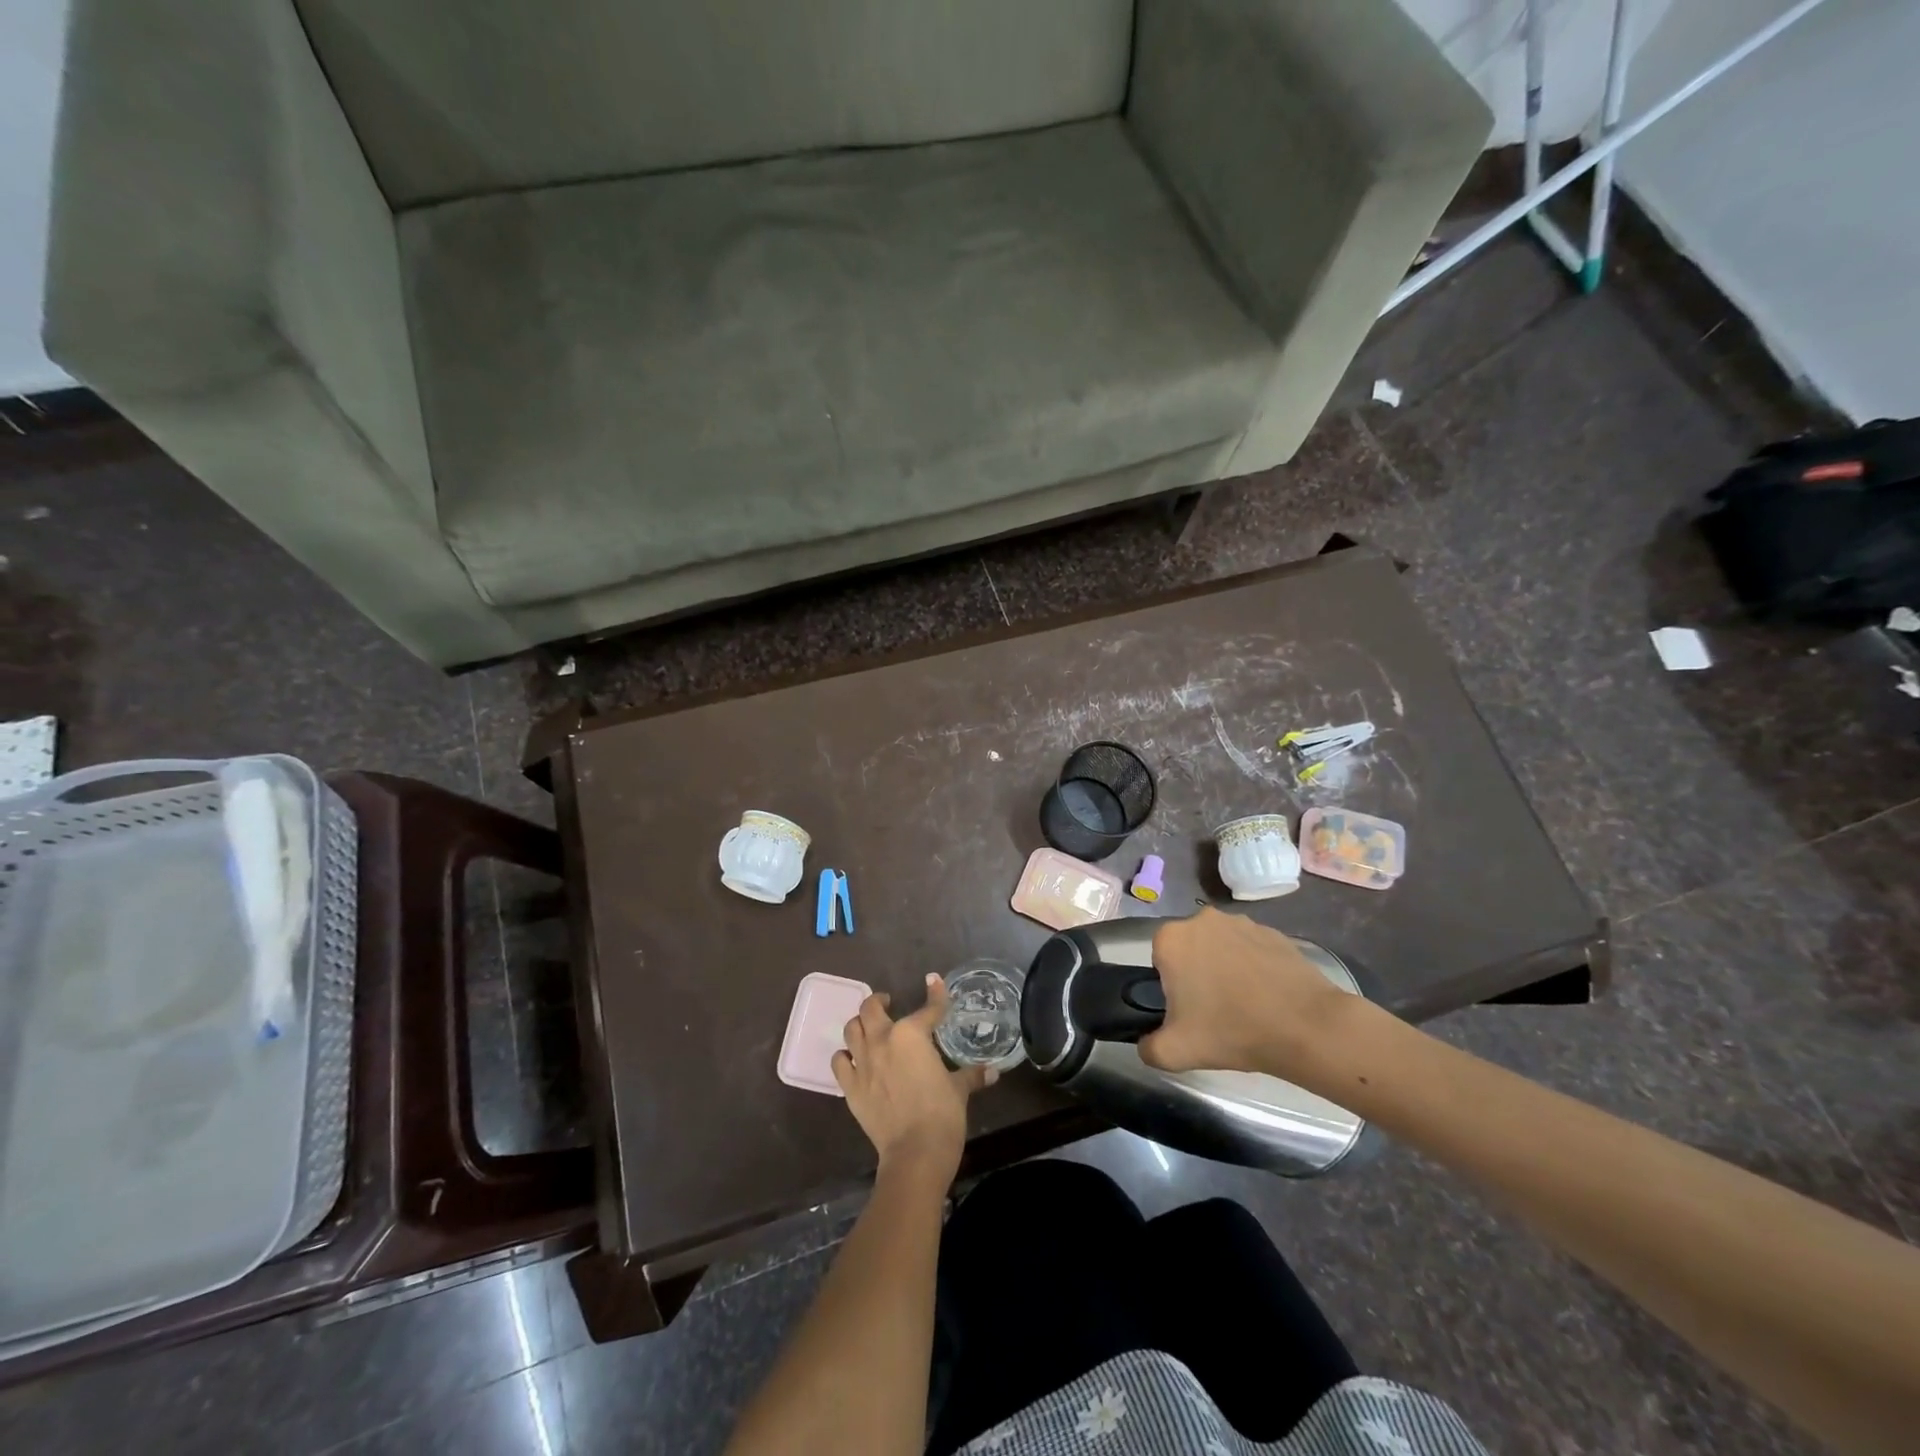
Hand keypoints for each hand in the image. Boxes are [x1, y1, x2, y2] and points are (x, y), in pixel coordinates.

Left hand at [833, 974, 992, 1177]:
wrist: (914, 1153)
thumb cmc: (942, 1114)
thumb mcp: (960, 1089)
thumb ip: (972, 1075)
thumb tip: (993, 1071)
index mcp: (911, 1034)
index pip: (928, 1008)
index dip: (935, 994)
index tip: (934, 982)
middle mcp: (882, 1040)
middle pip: (871, 1008)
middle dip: (879, 1001)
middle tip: (888, 1002)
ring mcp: (863, 1063)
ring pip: (851, 1029)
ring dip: (860, 1024)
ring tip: (870, 1028)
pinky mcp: (850, 1087)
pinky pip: (839, 1062)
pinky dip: (845, 1056)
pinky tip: (854, 1059)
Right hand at [1140, 908, 1353, 1076]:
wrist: (1306, 1027)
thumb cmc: (1233, 1031)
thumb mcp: (1176, 1053)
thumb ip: (1148, 1048)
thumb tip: (1146, 1044)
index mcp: (1172, 939)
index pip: (1159, 961)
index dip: (1171, 988)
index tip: (1189, 1011)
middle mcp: (1202, 920)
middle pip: (1190, 950)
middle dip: (1197, 974)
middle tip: (1215, 1011)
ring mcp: (1241, 922)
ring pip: (1221, 947)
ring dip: (1226, 968)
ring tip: (1246, 1005)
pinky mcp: (1273, 932)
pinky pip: (1252, 949)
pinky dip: (1255, 967)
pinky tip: (1268, 997)